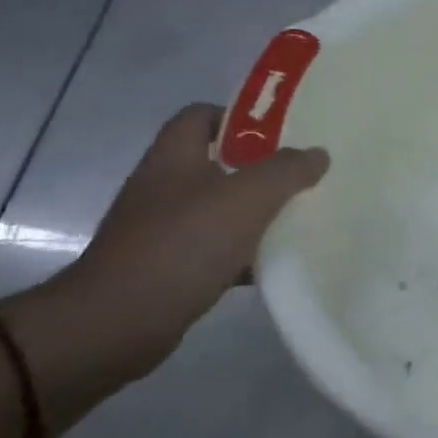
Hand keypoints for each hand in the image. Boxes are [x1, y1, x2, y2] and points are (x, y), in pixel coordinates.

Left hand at [6, 105, 328, 397]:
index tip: (284, 134)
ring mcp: (163, 229)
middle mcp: (164, 186)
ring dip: (256, 213)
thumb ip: (287, 171)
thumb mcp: (247, 198)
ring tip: (299, 218)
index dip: (241, 117)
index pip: (202, 115)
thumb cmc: (183, 244)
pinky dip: (245, 254)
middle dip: (261, 168)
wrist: (119, 322)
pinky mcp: (169, 267)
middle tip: (302, 175)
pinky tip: (275, 264)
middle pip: (217, 163)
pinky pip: (216, 250)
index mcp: (174, 157)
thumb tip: (317, 154)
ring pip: (220, 209)